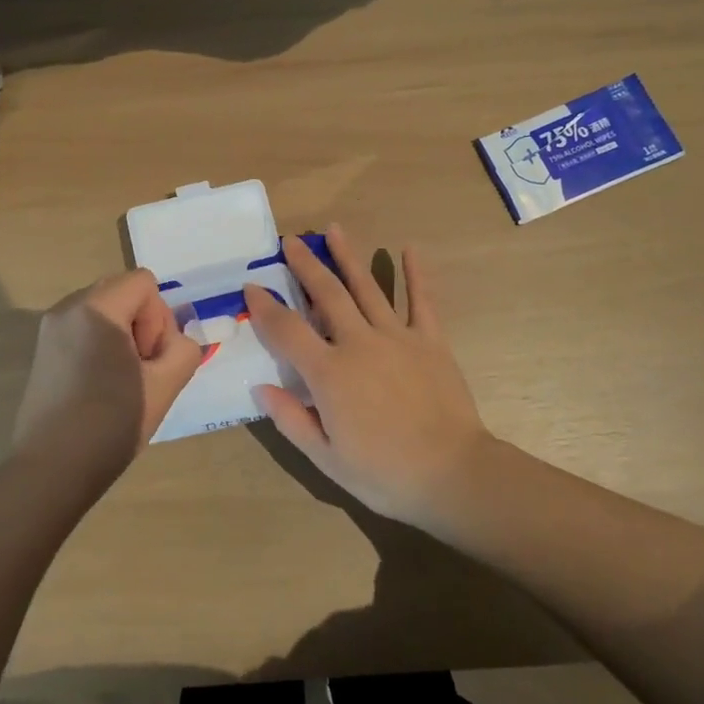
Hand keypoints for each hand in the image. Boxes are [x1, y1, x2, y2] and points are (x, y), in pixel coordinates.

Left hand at [12, 269, 201, 499]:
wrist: (51, 471)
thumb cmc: (111, 424)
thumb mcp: (166, 385)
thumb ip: (183, 349)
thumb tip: (174, 342)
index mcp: (96, 308)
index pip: (144, 282)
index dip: (159, 318)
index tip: (149, 360)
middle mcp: (68, 308)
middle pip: (123, 291)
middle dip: (142, 324)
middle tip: (140, 369)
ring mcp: (50, 328)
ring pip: (105, 310)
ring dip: (123, 335)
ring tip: (121, 380)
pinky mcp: (43, 350)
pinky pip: (85, 328)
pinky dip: (102, 345)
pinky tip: (100, 386)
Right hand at [244, 226, 493, 527]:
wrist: (452, 474)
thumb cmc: (384, 474)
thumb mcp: (326, 458)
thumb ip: (291, 419)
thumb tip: (260, 386)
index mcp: (329, 373)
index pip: (287, 330)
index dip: (266, 306)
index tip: (251, 285)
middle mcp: (359, 343)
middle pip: (327, 294)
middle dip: (306, 265)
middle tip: (290, 240)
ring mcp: (397, 337)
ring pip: (367, 288)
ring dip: (348, 257)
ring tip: (333, 229)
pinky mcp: (430, 341)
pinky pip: (422, 301)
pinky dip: (415, 274)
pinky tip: (409, 248)